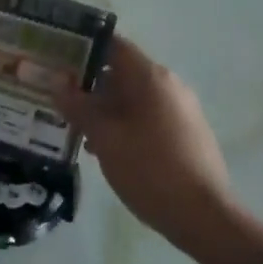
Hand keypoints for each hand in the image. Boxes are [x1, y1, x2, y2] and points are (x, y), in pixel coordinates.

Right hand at [65, 36, 237, 250]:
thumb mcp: (105, 138)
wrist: (205, 217)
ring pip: (133, 98)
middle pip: (122, 72)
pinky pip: (148, 116)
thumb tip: (58, 82)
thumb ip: (79, 107)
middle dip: (89, 84)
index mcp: (150, 77)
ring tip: (75, 128)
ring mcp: (181, 110)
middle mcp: (169, 85)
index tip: (58, 59)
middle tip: (58, 98)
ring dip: (105, 108)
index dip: (83, 47)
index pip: (112, 45)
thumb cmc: (150, 169)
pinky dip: (124, 124)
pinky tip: (105, 149)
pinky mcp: (186, 133)